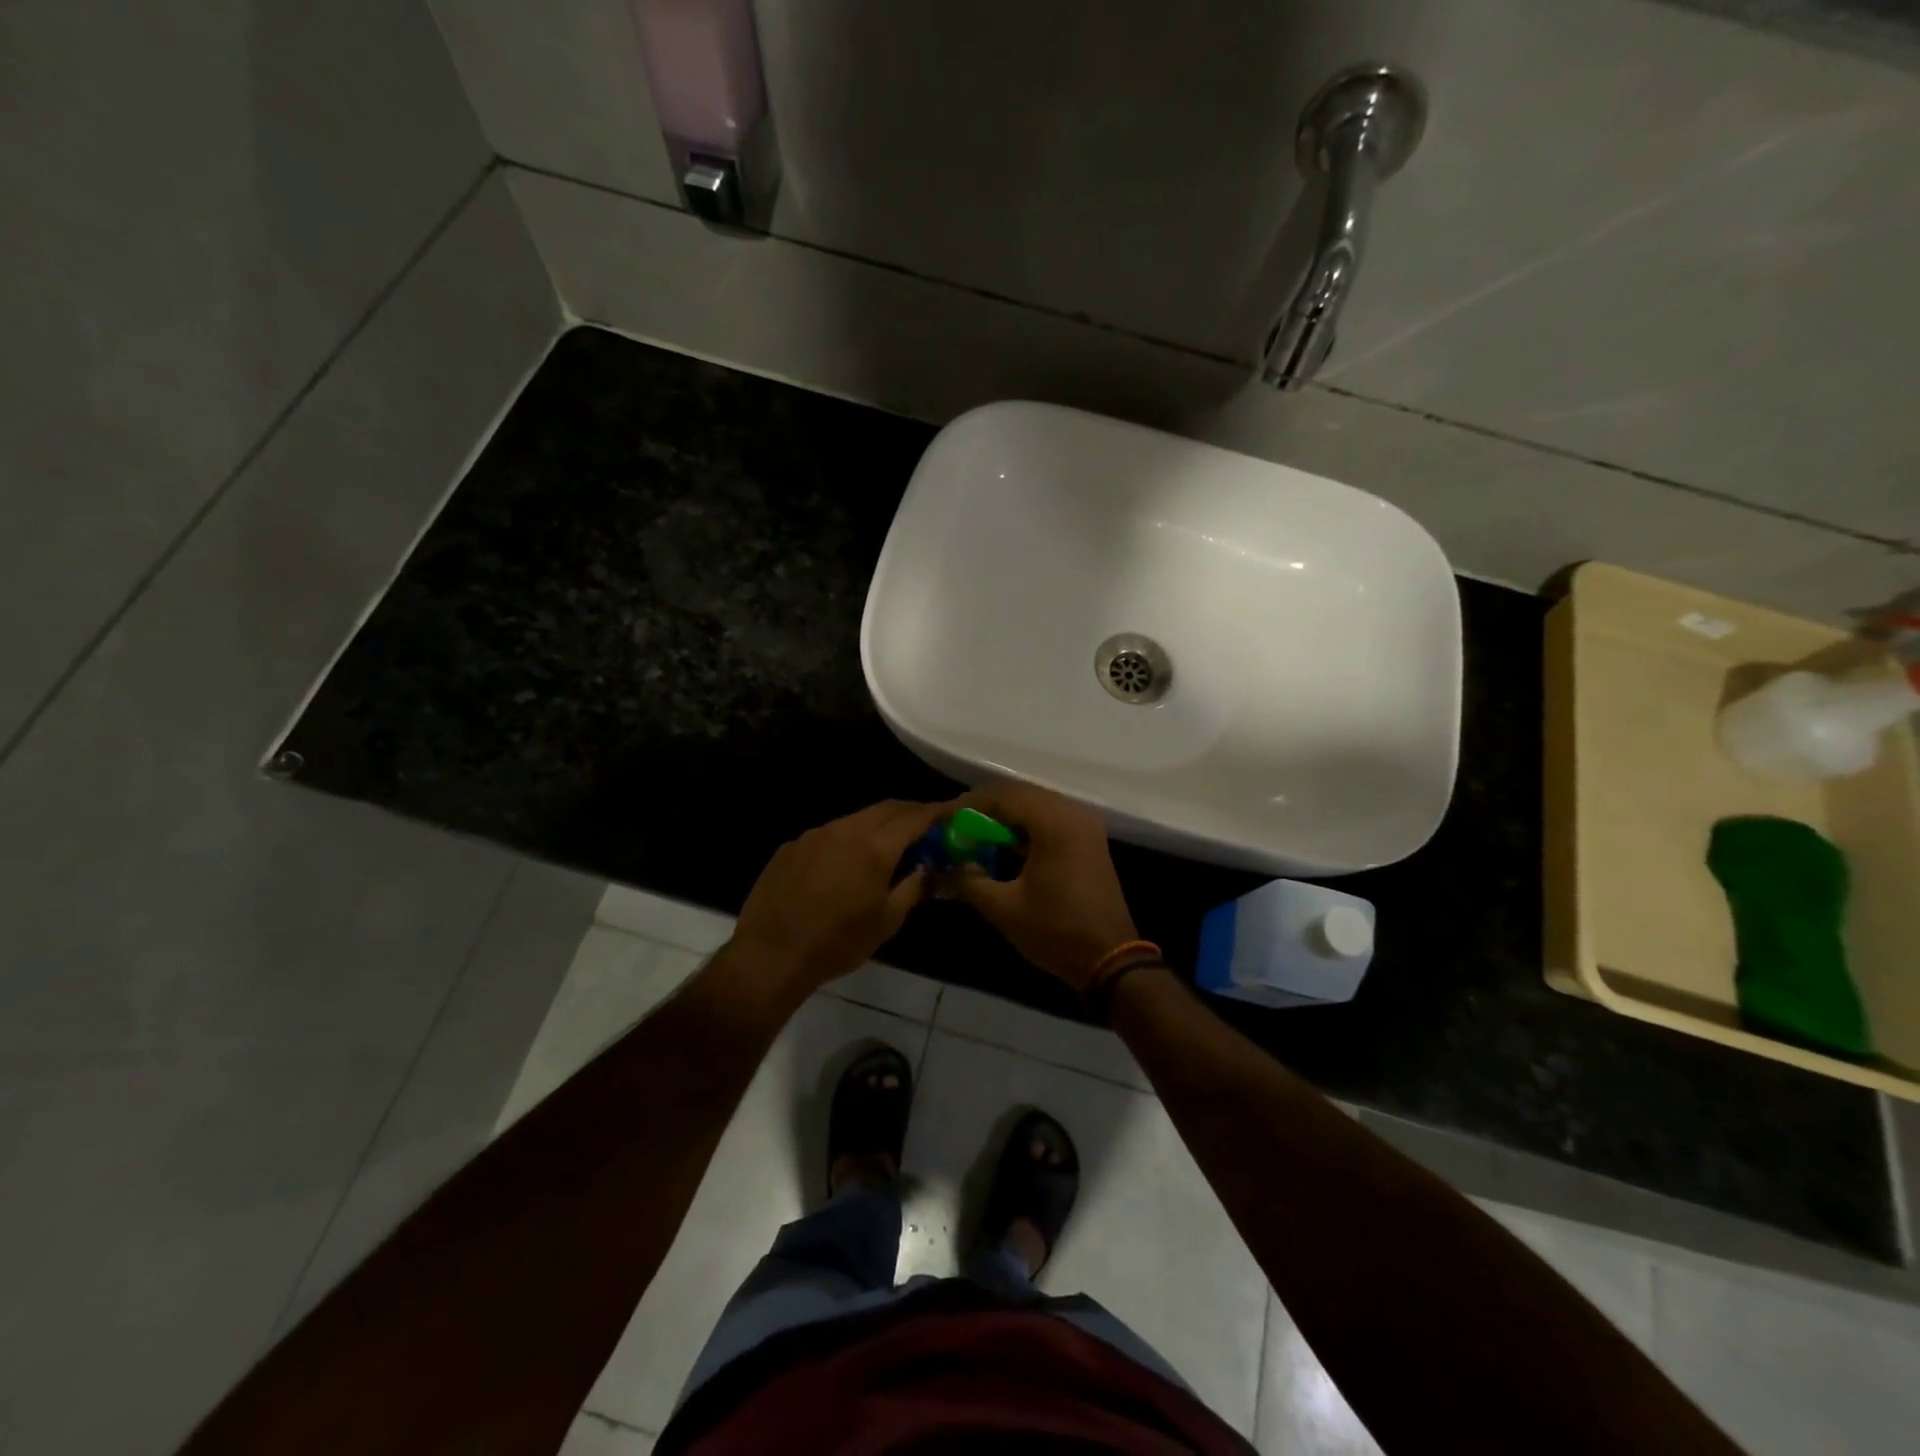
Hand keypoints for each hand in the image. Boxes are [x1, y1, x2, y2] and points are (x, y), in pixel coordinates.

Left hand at [731, 799, 951, 992]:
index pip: (914, 817)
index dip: (937, 811)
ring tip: (888, 845)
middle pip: (886, 808)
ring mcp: (815, 835)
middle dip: (910, 812)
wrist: (770, 955)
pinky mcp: (792, 846)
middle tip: (926, 826)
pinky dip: (848, 839)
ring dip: (878, 825)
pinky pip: (829, 833)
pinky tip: (845, 864)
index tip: (952, 812)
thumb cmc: (837, 943)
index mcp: (874, 848)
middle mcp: (845, 830)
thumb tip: (928, 869)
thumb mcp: (886, 922)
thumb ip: (912, 889)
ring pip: (856, 818)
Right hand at [945, 782, 1139, 989]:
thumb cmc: (1056, 931)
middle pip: (1020, 794)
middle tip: (956, 827)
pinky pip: (1050, 818)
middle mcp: (1073, 812)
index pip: (1004, 797)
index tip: (944, 820)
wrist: (1110, 959)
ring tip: (974, 835)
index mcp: (1055, 823)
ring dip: (1005, 816)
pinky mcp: (1088, 837)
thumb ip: (969, 881)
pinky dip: (1025, 826)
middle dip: (985, 808)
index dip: (970, 805)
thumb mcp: (1004, 908)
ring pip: (1035, 804)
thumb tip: (943, 867)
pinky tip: (1003, 845)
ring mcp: (1085, 823)